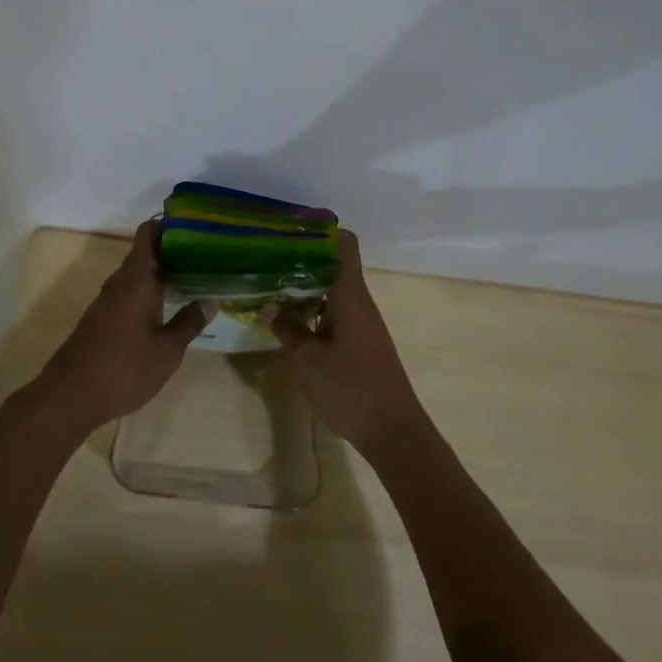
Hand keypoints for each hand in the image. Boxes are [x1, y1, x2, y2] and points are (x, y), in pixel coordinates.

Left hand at [35, 220, 213, 429]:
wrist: (70, 396)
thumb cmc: (123, 368)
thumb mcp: (167, 351)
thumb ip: (189, 323)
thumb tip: (210, 300)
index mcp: (136, 278)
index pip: (149, 233)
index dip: (170, 224)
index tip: (197, 227)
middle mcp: (120, 281)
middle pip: (147, 251)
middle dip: (175, 250)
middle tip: (209, 255)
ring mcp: (109, 299)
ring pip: (139, 273)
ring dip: (164, 272)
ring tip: (197, 277)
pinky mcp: (103, 317)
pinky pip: (131, 291)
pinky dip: (152, 291)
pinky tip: (170, 306)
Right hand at [271, 230, 427, 456]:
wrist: (394, 432)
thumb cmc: (352, 390)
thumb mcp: (309, 361)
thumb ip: (288, 330)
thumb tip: (270, 305)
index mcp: (350, 296)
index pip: (345, 244)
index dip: (321, 231)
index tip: (291, 229)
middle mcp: (359, 302)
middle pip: (333, 266)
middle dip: (302, 260)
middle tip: (266, 258)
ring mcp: (361, 323)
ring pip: (331, 291)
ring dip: (304, 288)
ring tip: (270, 287)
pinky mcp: (360, 342)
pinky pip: (334, 313)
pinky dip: (312, 310)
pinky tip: (289, 322)